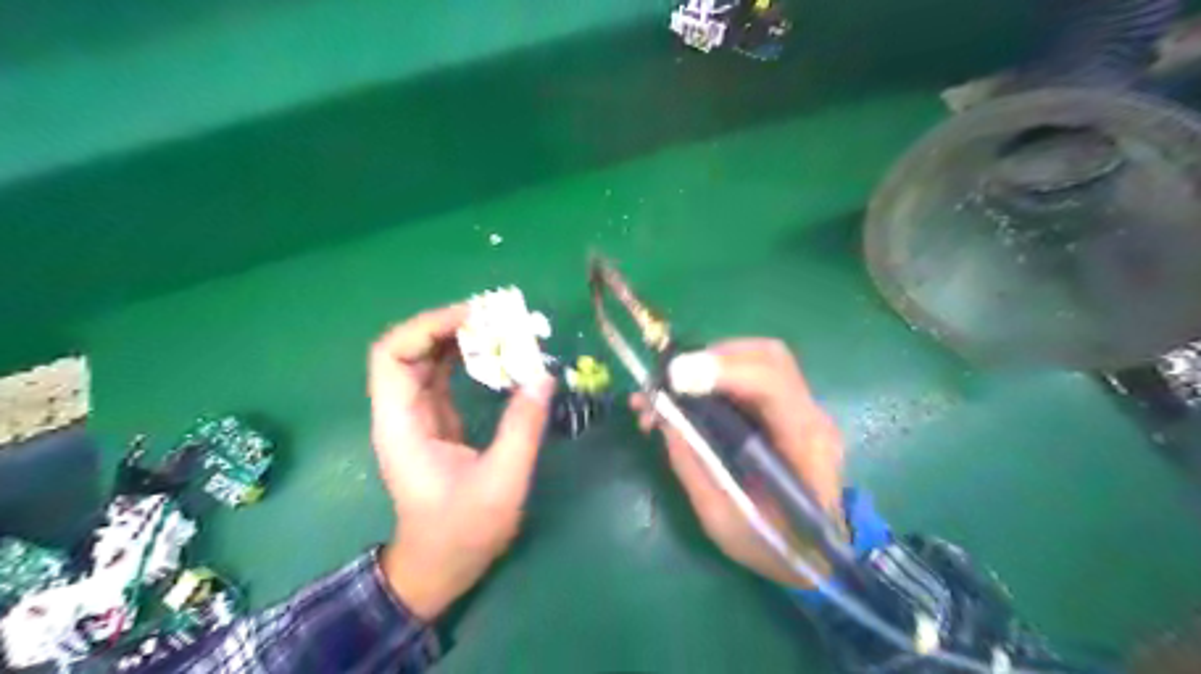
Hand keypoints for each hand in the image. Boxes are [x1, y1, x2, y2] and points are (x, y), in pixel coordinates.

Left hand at [369, 305, 556, 621]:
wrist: (440, 567)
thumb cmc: (463, 532)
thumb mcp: (501, 482)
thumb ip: (522, 428)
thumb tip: (543, 376)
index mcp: (401, 425)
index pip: (392, 356)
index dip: (427, 327)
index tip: (475, 318)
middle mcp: (401, 413)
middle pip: (408, 349)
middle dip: (448, 325)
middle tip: (496, 317)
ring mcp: (417, 415)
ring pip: (426, 359)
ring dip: (459, 338)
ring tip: (500, 327)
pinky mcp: (434, 420)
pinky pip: (443, 375)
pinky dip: (466, 357)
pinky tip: (494, 353)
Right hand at [629, 340, 841, 586]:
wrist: (819, 558)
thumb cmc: (774, 547)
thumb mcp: (723, 518)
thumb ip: (692, 465)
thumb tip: (663, 418)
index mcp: (805, 445)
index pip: (771, 384)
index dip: (722, 371)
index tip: (674, 378)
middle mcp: (810, 416)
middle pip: (768, 357)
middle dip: (713, 357)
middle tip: (670, 381)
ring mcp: (804, 408)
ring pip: (759, 358)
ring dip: (712, 362)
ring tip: (673, 389)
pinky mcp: (789, 409)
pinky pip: (753, 375)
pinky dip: (718, 374)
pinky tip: (690, 394)